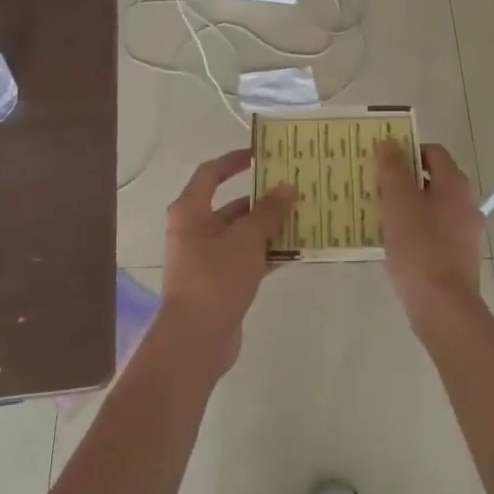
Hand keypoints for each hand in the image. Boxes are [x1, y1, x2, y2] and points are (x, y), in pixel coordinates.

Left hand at [160, 150, 294, 373]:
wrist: (196, 338)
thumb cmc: (215, 276)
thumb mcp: (247, 238)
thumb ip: (268, 212)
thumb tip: (286, 188)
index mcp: (190, 211)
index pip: (211, 173)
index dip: (234, 161)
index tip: (261, 155)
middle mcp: (194, 230)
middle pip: (230, 205)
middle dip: (261, 199)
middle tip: (293, 189)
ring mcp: (206, 258)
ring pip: (241, 234)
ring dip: (268, 228)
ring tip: (302, 218)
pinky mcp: (219, 283)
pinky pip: (246, 259)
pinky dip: (266, 254)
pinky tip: (295, 251)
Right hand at [374, 140, 485, 334]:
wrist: (443, 307)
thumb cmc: (420, 248)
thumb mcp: (398, 202)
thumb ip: (393, 169)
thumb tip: (389, 142)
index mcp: (455, 184)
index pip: (432, 152)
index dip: (406, 151)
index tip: (380, 162)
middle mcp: (466, 203)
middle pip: (432, 180)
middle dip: (402, 181)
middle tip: (373, 188)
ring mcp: (465, 233)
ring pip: (431, 208)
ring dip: (407, 207)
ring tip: (378, 216)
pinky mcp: (459, 258)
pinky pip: (434, 233)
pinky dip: (414, 231)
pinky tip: (392, 245)